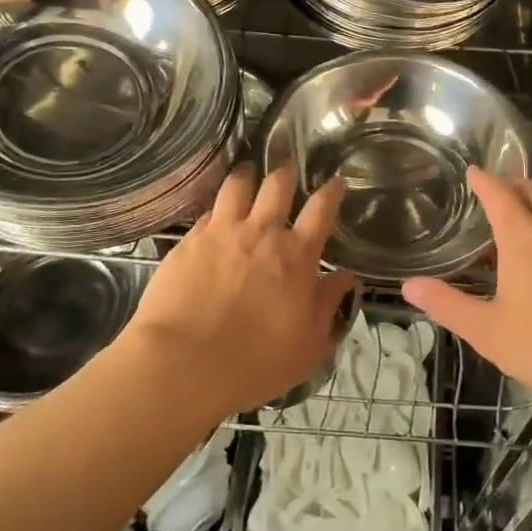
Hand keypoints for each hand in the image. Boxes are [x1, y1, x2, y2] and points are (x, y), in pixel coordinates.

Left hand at [122, 165, 354, 420]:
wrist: (183, 363)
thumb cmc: (255, 362)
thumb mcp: (309, 345)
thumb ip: (330, 306)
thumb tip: (348, 277)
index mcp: (298, 255)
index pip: (321, 209)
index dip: (331, 191)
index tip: (336, 180)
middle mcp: (263, 232)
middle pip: (278, 184)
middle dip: (286, 171)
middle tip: (287, 167)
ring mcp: (223, 232)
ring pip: (238, 185)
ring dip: (247, 175)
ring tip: (248, 172)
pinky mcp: (189, 240)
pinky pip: (208, 210)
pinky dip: (217, 207)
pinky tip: (215, 212)